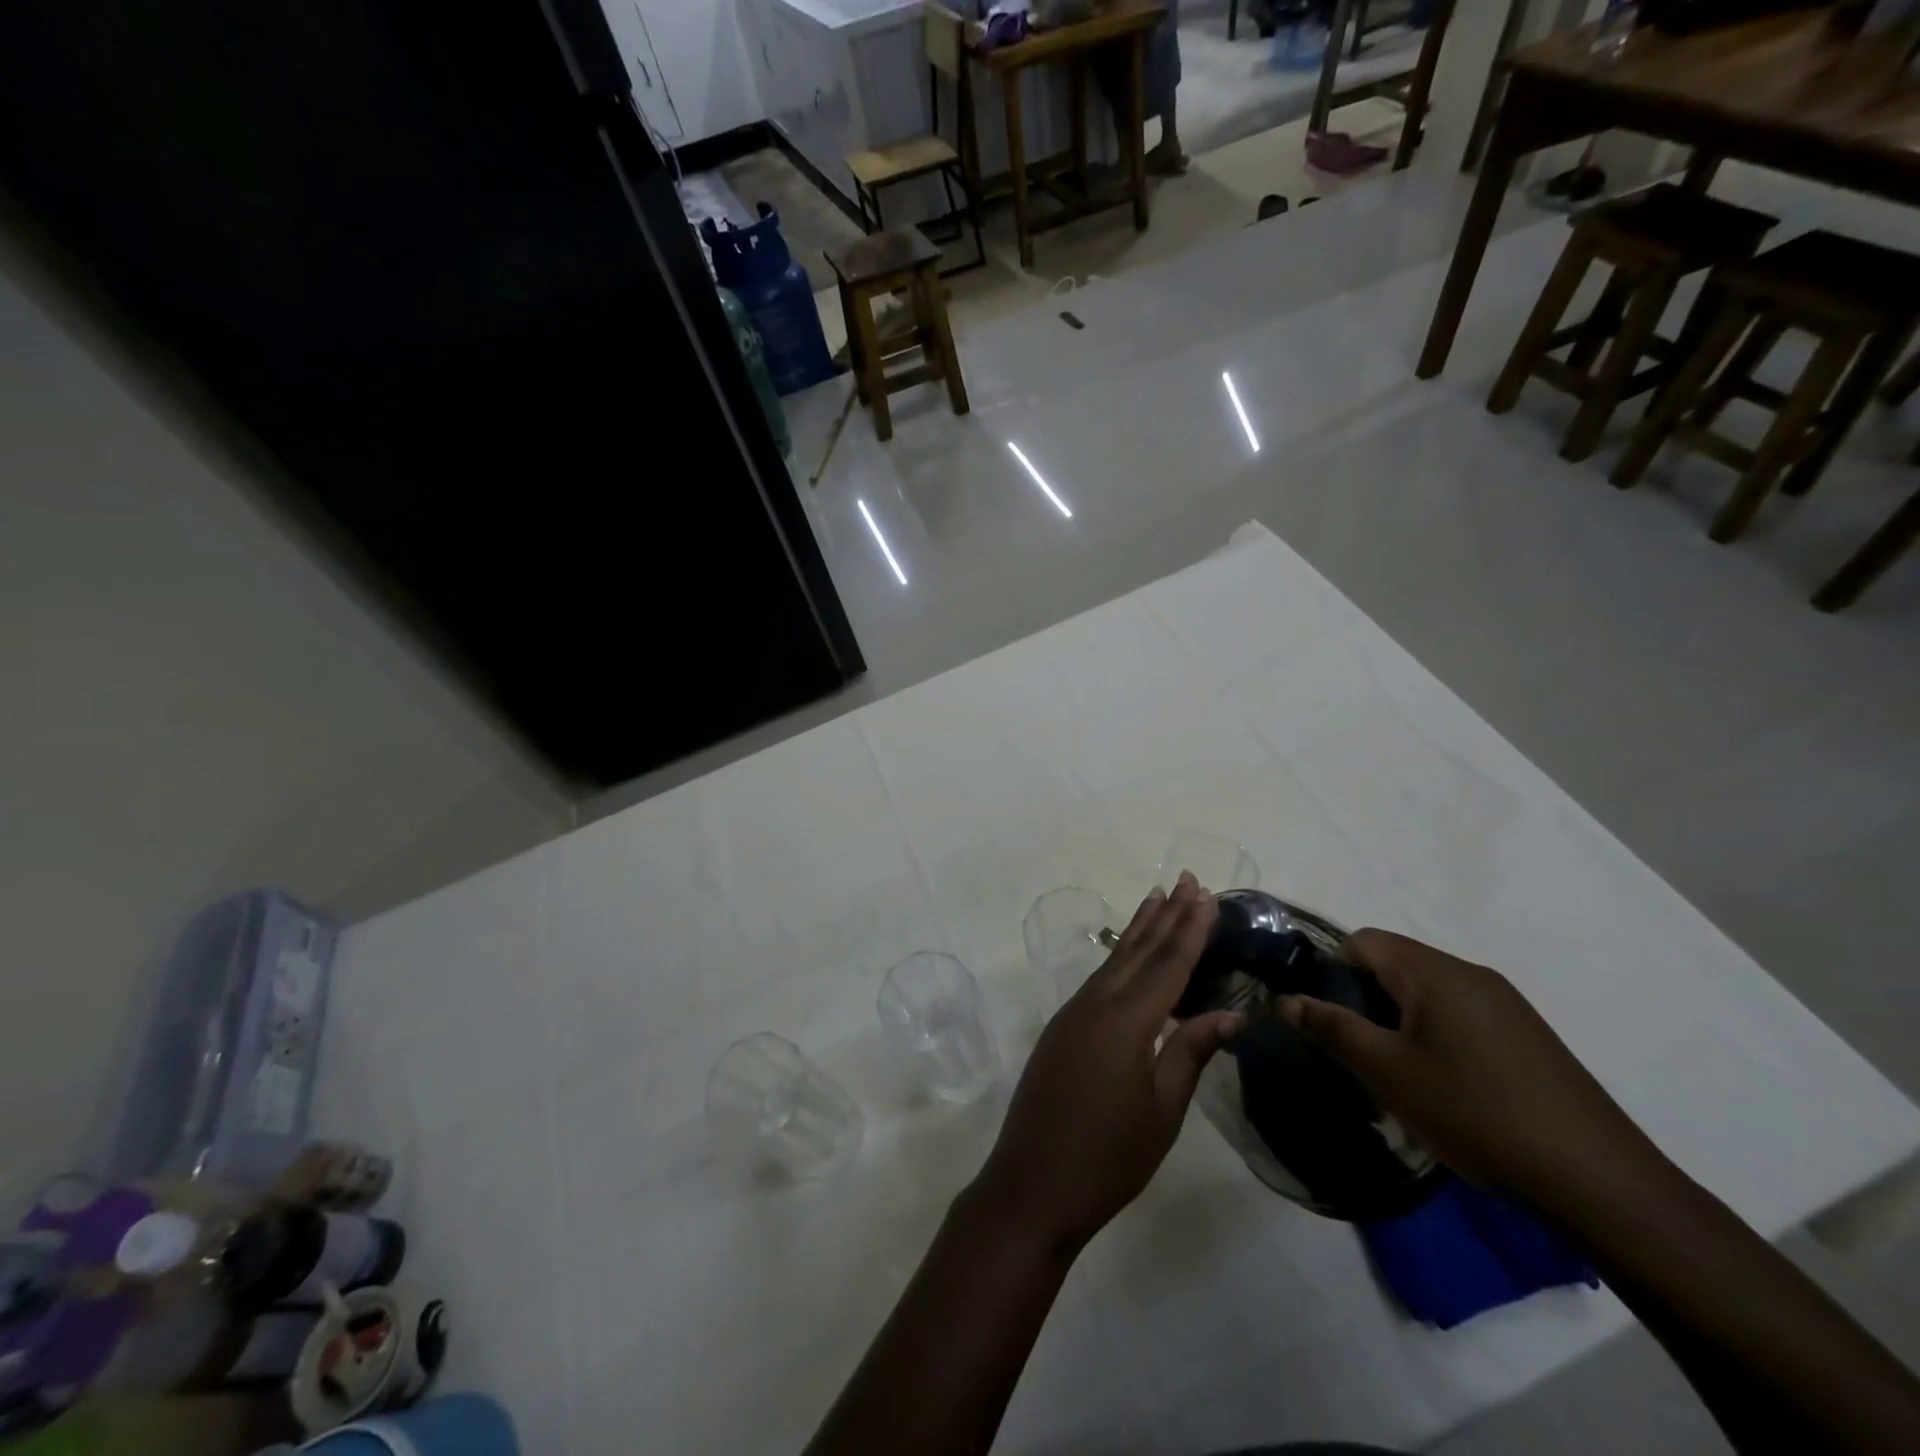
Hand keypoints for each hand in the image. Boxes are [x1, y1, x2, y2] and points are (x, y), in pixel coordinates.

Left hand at [971, 874, 1244, 1254]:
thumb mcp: (1163, 1110)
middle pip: (1138, 950)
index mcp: (1126, 1020)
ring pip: (1114, 960)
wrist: (1032, 1184)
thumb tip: (1230, 1014)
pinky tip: (1129, 956)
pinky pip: (1098, 979)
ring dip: (1139, 929)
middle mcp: (1096, 1003)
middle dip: (1165, 914)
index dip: (1190, 929)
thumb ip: (1191, 1053)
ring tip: (1158, 898)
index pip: (1168, 964)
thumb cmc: (1108, 1156)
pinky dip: (1120, 958)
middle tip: (1187, 879)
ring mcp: (1073, 1013)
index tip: (1206, 895)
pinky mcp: (1061, 1028)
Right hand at [1279, 928, 1669, 1224]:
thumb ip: (1331, 1028)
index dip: (1332, 973)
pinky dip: (1435, 1041)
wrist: (1600, 1181)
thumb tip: (1283, 1000)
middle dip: (1364, 1004)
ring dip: (1398, 1027)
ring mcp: (1505, 1004)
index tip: (1328, 1021)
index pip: (1362, 942)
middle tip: (1357, 1057)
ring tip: (1398, 1081)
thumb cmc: (1476, 1113)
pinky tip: (1445, 1092)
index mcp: (1434, 972)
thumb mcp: (1388, 1072)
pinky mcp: (1526, 1036)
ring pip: (1426, 996)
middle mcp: (1470, 974)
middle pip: (1394, 966)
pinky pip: (1459, 1018)